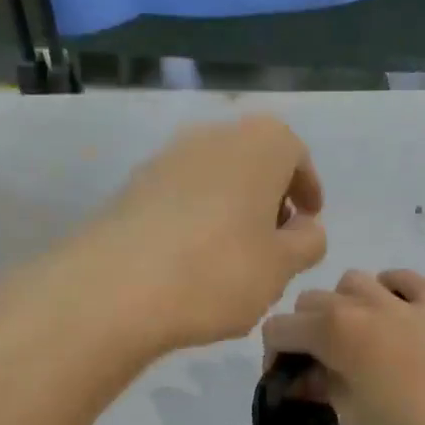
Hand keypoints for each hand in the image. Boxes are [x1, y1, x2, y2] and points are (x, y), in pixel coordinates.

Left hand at [84, 114, 326, 352]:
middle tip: (275, 240)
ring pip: (215, 177)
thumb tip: (306, 227)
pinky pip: (180, 196)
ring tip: (235, 256)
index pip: (295, 153)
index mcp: (259, 144)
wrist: (115, 289)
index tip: (309, 220)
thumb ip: (308, 242)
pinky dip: (197, 218)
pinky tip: (194, 261)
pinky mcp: (132, 187)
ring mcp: (166, 158)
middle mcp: (212, 136)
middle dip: (269, 197)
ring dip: (232, 208)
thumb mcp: (283, 266)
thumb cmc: (219, 270)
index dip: (307, 188)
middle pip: (253, 161)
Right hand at [260, 270, 424, 424]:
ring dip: (341, 303)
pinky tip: (391, 310)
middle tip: (315, 368)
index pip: (279, 328)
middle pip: (310, 301)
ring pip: (352, 281)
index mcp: (331, 328)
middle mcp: (359, 303)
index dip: (273, 356)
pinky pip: (404, 280)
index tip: (285, 383)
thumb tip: (308, 378)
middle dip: (303, 330)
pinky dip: (391, 288)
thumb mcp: (352, 417)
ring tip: (350, 337)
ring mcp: (397, 301)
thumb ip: (323, 389)